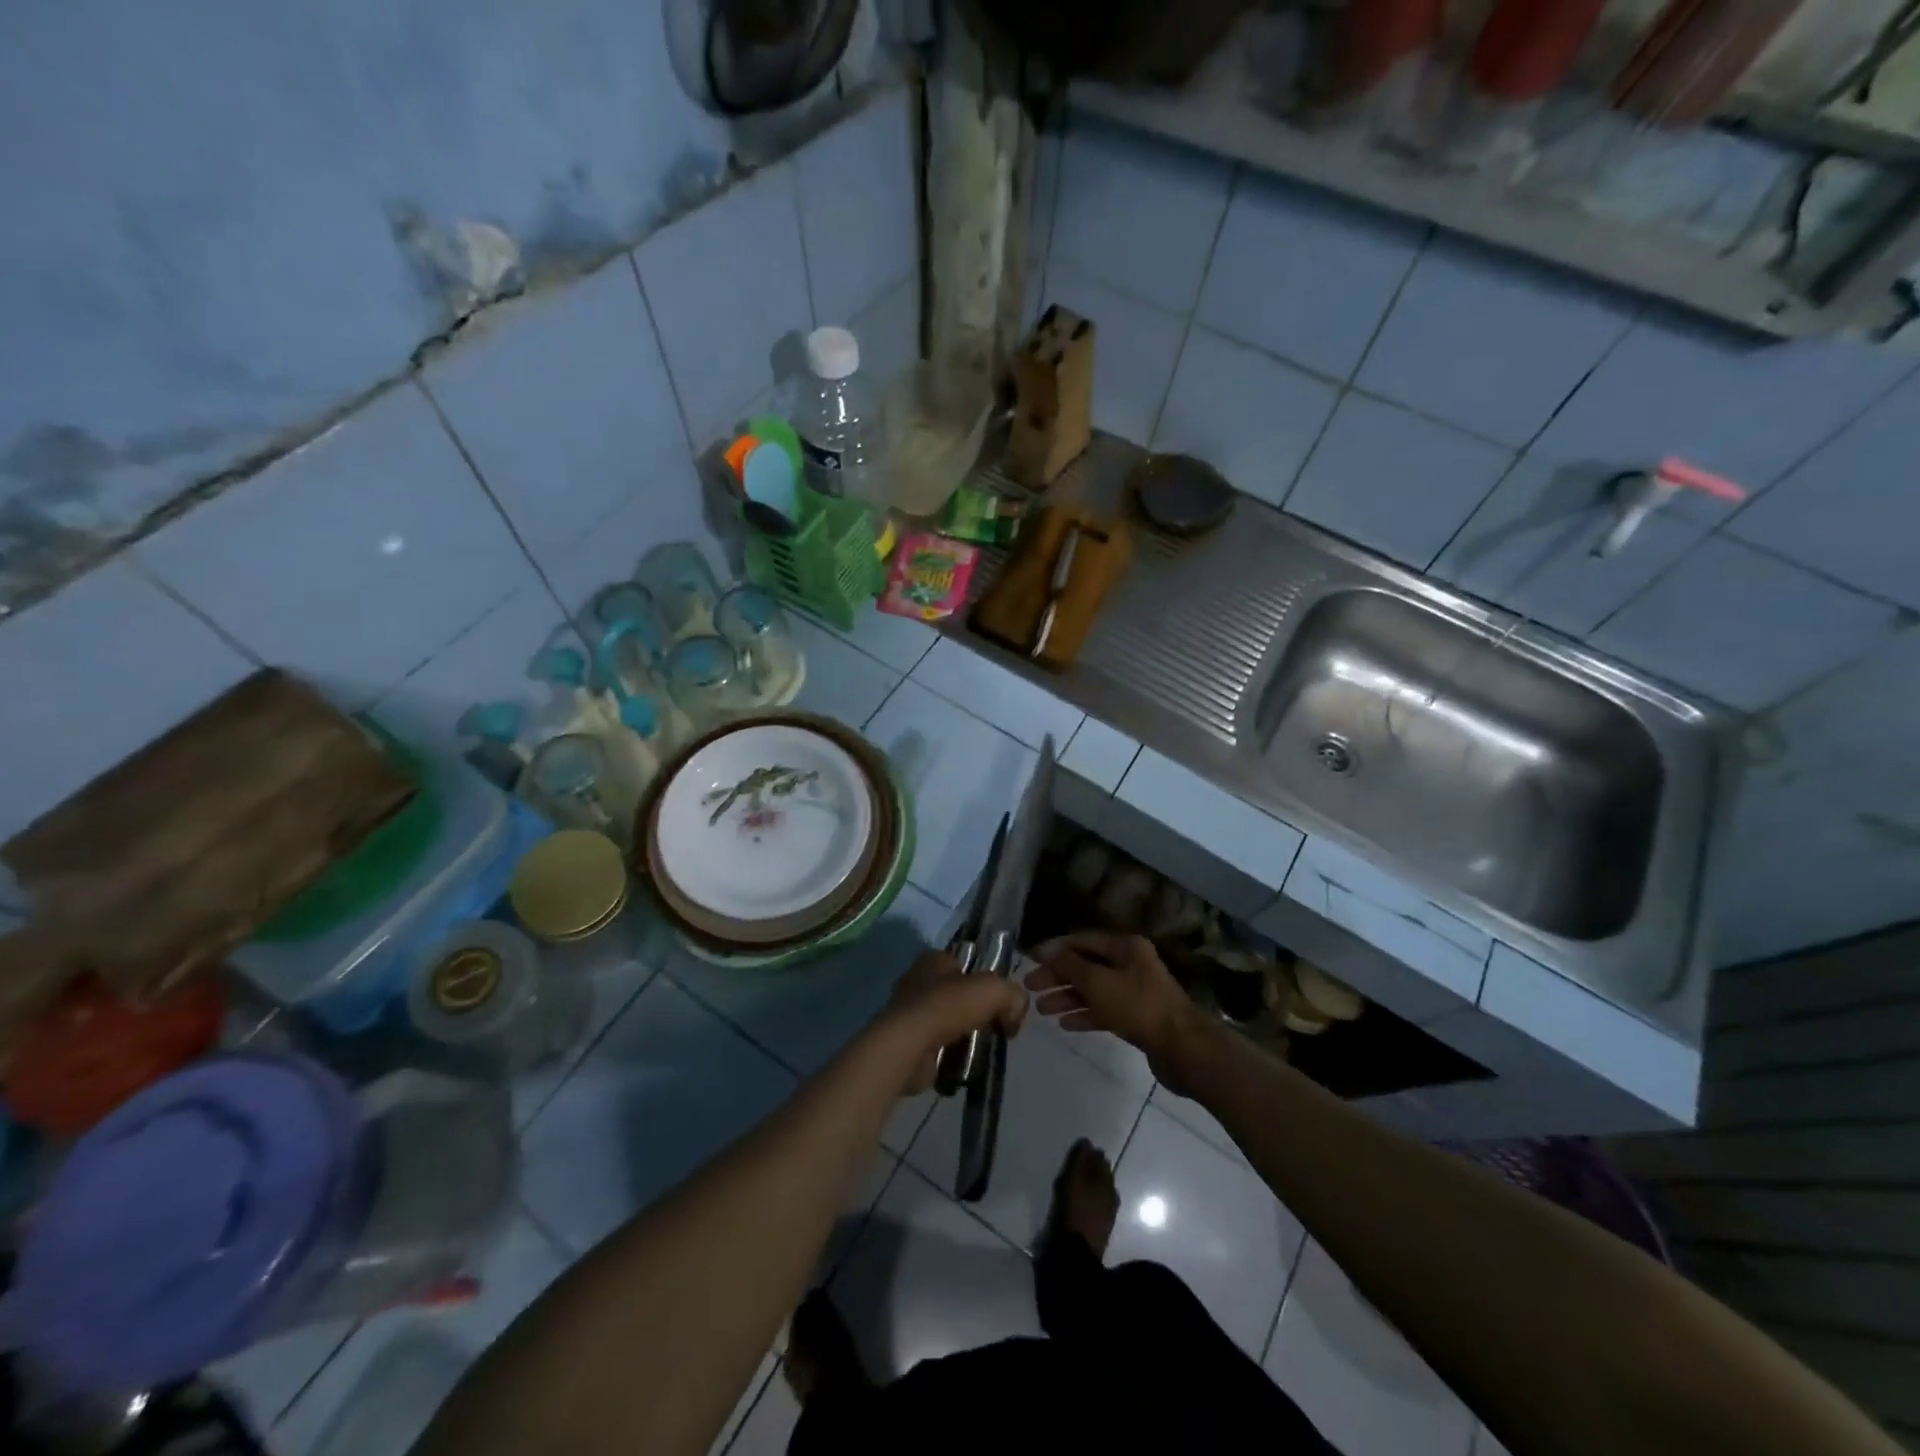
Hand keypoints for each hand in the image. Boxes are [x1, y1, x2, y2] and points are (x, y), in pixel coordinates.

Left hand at [879, 951, 1027, 1095]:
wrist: (910, 1046)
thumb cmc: (948, 1006)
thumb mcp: (994, 990)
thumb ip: (1013, 996)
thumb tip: (1014, 1016)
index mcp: (934, 959)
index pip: (967, 963)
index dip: (986, 980)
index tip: (1002, 1002)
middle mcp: (918, 980)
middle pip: (959, 994)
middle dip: (977, 1011)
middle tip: (996, 1027)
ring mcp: (910, 1012)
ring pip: (949, 1021)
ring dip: (965, 1035)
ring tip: (981, 1049)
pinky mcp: (907, 1041)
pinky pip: (938, 1045)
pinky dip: (951, 1054)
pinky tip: (963, 1062)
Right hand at [1025, 932, 1203, 1087]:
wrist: (1183, 1048)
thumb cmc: (1138, 1006)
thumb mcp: (1098, 982)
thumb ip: (1070, 965)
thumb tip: (1049, 952)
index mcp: (1125, 946)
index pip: (1082, 940)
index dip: (1055, 948)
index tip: (1029, 960)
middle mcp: (1130, 964)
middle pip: (1086, 965)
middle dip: (1057, 976)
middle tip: (1030, 988)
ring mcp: (1135, 991)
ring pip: (1094, 989)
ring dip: (1067, 997)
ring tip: (1041, 1010)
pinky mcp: (1138, 1017)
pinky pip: (1105, 1010)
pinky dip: (1085, 1014)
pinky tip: (1065, 1024)